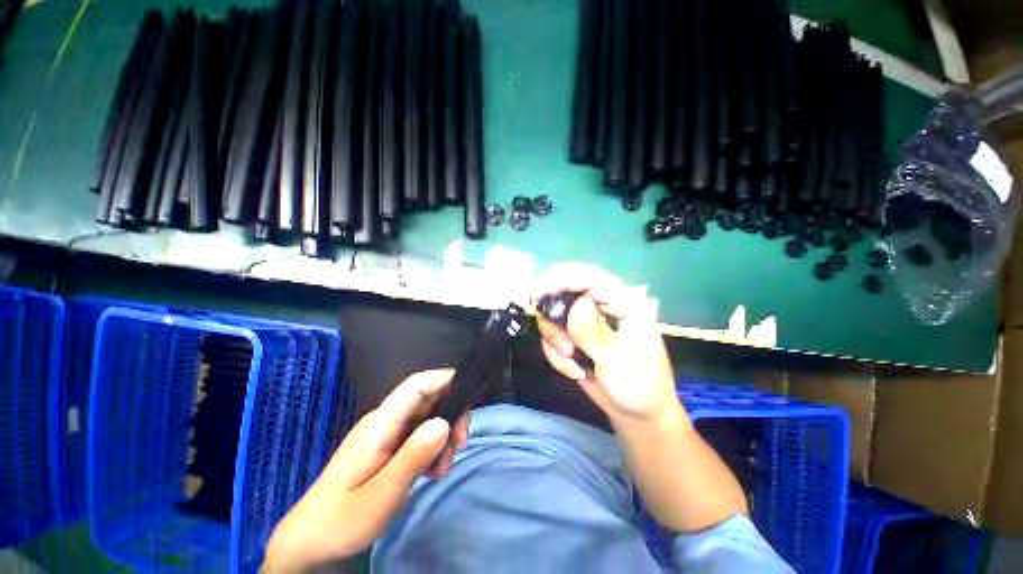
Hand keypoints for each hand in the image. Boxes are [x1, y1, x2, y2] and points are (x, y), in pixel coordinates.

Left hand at [263, 369, 469, 572]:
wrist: (309, 543)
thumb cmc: (341, 520)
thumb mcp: (381, 495)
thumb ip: (413, 457)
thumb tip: (445, 423)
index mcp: (380, 423)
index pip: (416, 385)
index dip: (444, 378)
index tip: (470, 393)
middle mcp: (386, 421)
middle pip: (428, 400)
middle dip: (451, 416)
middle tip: (460, 445)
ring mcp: (387, 435)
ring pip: (427, 419)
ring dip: (443, 437)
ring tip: (442, 469)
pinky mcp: (389, 448)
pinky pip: (419, 437)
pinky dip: (433, 449)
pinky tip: (432, 472)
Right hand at [533, 263, 681, 425]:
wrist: (636, 413)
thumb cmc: (641, 384)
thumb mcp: (619, 360)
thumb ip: (595, 332)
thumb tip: (577, 304)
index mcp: (620, 301)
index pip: (587, 276)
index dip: (559, 278)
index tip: (537, 295)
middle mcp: (598, 305)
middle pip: (560, 291)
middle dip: (554, 320)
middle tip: (564, 346)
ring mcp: (582, 322)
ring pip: (550, 316)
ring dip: (556, 342)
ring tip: (576, 362)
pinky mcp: (571, 337)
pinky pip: (549, 337)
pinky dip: (556, 355)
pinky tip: (576, 370)